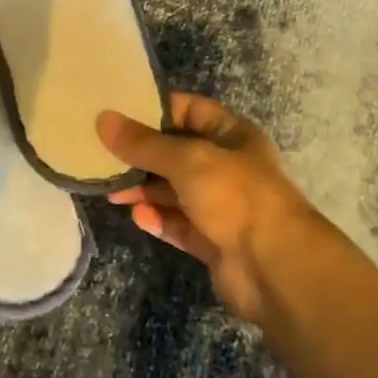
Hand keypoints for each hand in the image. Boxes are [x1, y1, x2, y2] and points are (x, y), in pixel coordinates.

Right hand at [99, 93, 320, 325]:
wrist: (275, 268)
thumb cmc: (235, 196)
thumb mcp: (186, 159)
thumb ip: (143, 143)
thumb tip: (102, 119)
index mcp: (232, 134)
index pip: (190, 109)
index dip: (156, 109)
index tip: (118, 111)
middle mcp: (228, 166)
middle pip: (177, 152)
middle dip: (142, 154)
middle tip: (102, 154)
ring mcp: (221, 205)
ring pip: (175, 190)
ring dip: (145, 189)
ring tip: (110, 190)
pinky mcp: (213, 240)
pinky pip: (178, 223)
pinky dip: (158, 218)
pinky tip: (136, 215)